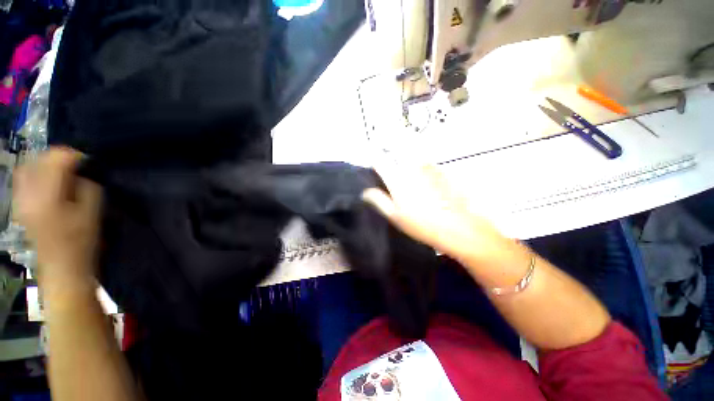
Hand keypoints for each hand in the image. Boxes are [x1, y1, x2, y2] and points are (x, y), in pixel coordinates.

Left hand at [13, 147, 101, 287]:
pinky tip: (48, 182)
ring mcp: (21, 200)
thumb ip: (87, 187)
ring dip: (46, 165)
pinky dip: (37, 174)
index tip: (88, 162)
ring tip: (62, 173)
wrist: (62, 267)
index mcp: (47, 195)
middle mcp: (28, 193)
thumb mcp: (92, 212)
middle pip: (39, 159)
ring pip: (28, 167)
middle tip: (76, 167)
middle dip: (59, 158)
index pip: (56, 159)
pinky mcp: (20, 205)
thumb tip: (82, 173)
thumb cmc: (82, 241)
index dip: (74, 156)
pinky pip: (24, 179)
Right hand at [362, 159, 505, 263]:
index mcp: (397, 179)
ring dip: (407, 155)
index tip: (373, 159)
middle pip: (397, 150)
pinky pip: (426, 162)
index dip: (374, 158)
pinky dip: (422, 164)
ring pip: (412, 154)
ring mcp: (428, 166)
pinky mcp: (441, 169)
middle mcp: (411, 167)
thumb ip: (379, 201)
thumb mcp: (395, 216)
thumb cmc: (420, 224)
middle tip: (390, 156)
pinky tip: (425, 177)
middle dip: (390, 148)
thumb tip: (365, 192)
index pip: (380, 161)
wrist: (457, 226)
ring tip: (407, 167)